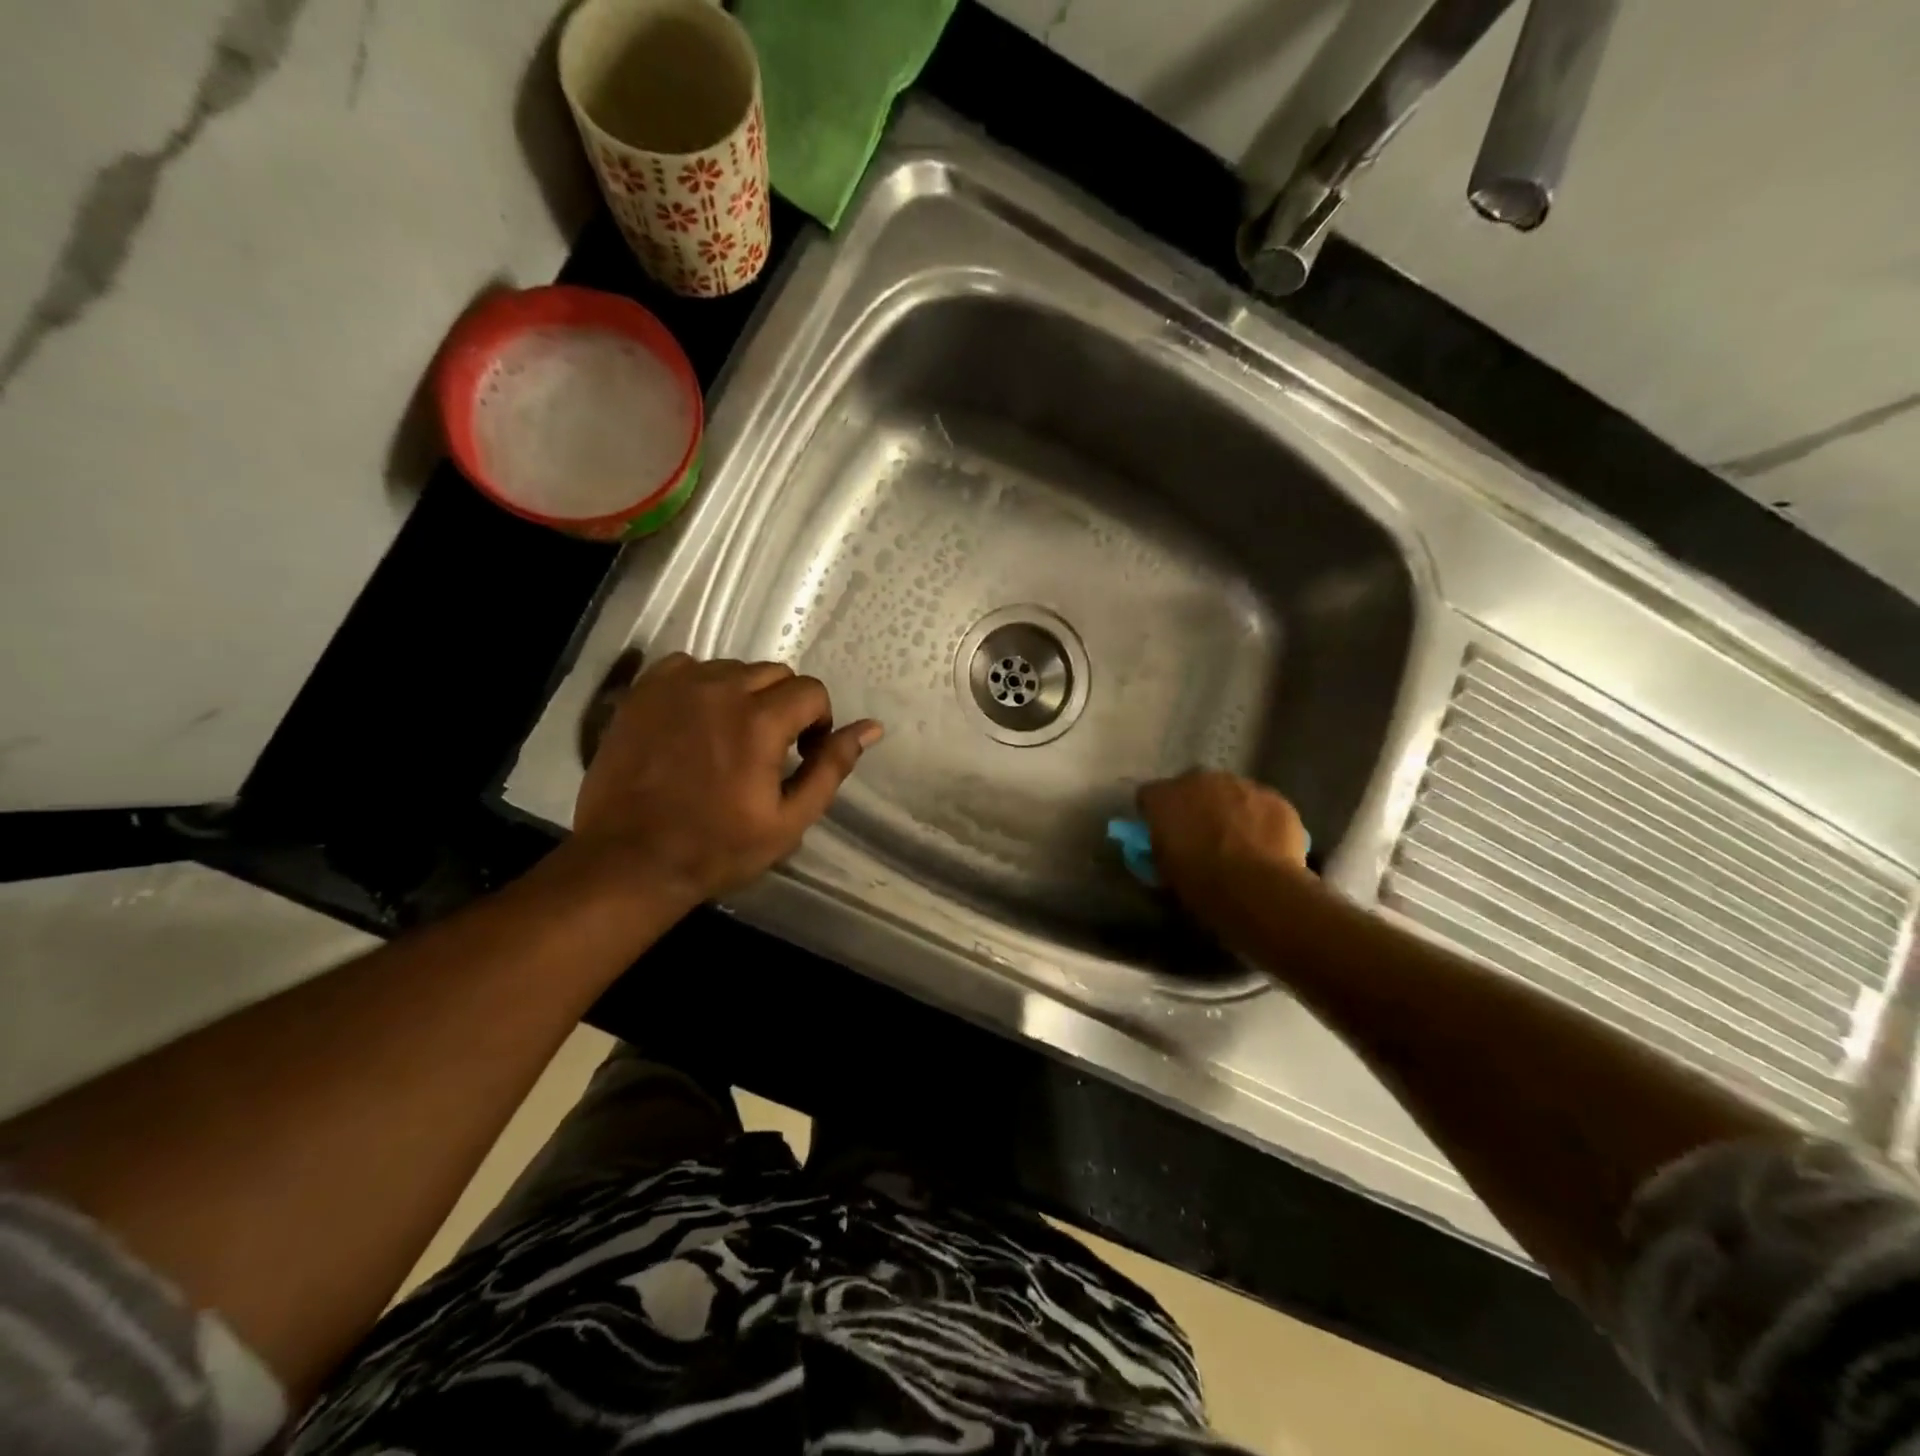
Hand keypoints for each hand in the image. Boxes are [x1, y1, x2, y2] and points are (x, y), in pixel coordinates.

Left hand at [570, 653, 881, 906]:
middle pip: (775, 673)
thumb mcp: (789, 820)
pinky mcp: (643, 691)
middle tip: (769, 748)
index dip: (817, 723)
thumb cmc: (717, 848)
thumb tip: (871, 728)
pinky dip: (702, 686)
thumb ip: (831, 767)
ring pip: (733, 668)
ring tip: (729, 737)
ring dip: (745, 695)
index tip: (801, 755)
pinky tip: (695, 721)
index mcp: (759, 721)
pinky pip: (688, 667)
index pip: (811, 691)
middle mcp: (720, 689)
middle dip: (785, 705)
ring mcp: (676, 686)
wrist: (629, 860)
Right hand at [1137, 771, 1310, 911]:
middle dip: (1194, 806)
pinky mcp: (1275, 798)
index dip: (1155, 814)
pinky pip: (1262, 806)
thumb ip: (1161, 848)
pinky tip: (1266, 847)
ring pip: (1231, 792)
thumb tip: (1168, 845)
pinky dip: (1261, 820)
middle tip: (1201, 836)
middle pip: (1192, 787)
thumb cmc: (1201, 884)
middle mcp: (1200, 780)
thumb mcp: (1165, 871)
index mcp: (1165, 797)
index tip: (1161, 833)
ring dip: (1230, 810)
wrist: (1258, 890)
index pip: (1149, 796)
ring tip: (1238, 842)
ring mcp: (1242, 785)